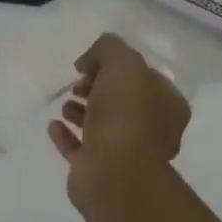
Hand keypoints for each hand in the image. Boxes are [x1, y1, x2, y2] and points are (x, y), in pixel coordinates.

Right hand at [48, 34, 190, 197]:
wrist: (115, 172)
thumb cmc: (126, 113)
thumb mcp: (122, 62)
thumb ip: (108, 48)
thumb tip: (88, 62)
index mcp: (168, 104)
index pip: (143, 77)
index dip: (116, 66)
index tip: (90, 64)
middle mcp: (152, 130)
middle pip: (122, 102)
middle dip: (98, 88)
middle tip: (77, 84)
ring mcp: (126, 154)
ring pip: (102, 126)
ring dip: (82, 112)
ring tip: (65, 104)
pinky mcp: (100, 172)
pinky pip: (81, 149)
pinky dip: (67, 136)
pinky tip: (53, 125)